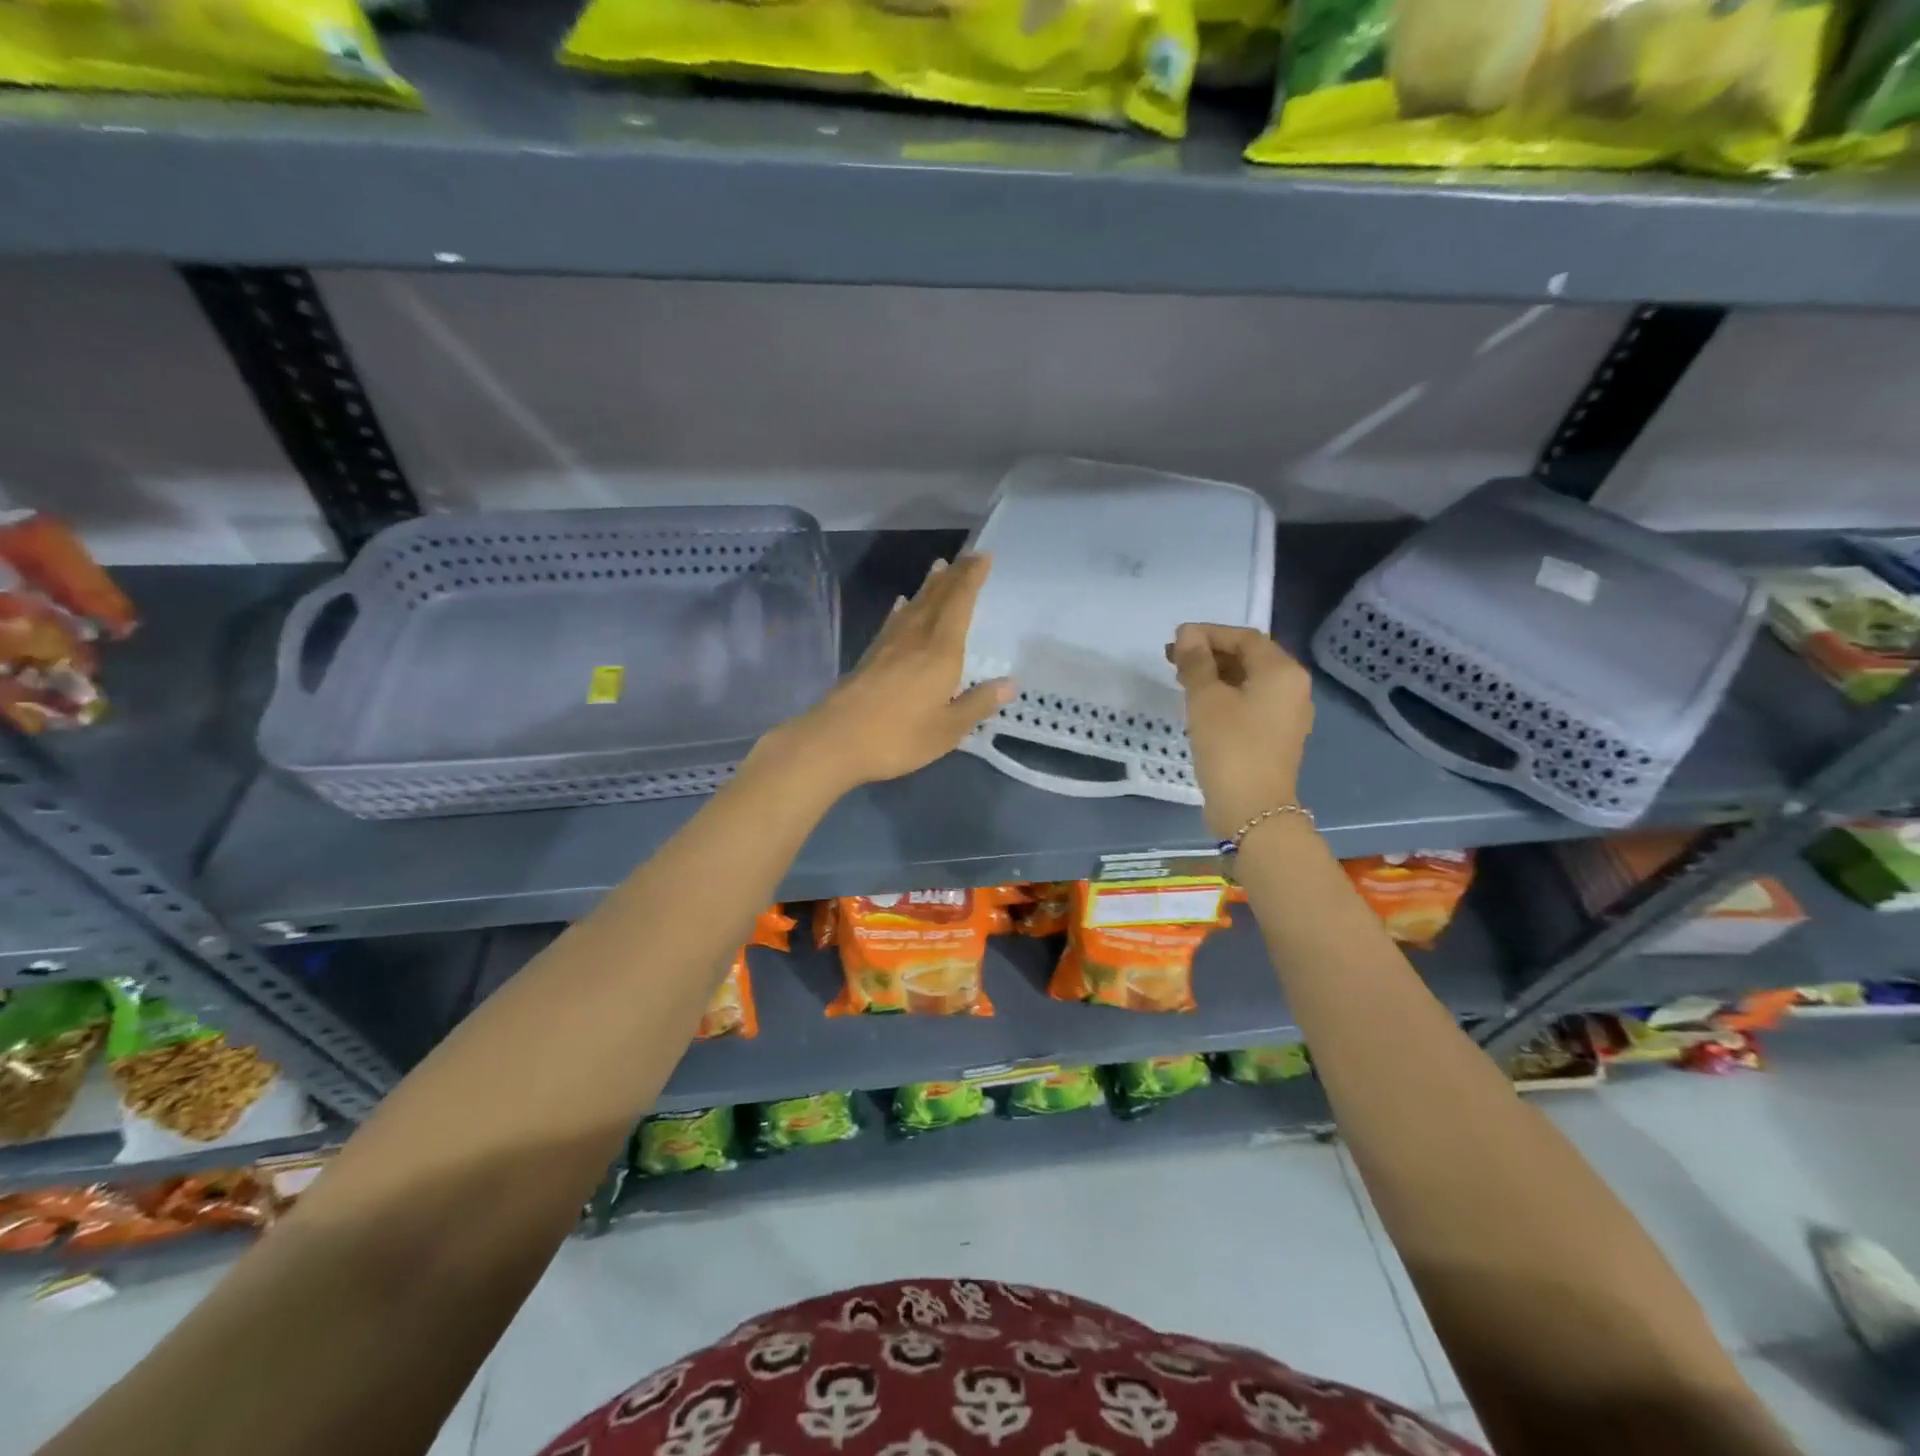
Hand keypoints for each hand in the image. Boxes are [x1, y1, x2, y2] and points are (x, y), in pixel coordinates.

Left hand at [766, 554, 1011, 792]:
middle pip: (937, 599)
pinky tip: (902, 605)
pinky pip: (893, 622)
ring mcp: (889, 646)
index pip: (960, 605)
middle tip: (969, 555)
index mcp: (940, 652)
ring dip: (929, 586)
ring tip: (939, 568)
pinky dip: (902, 609)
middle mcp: (915, 639)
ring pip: (914, 606)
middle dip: (955, 576)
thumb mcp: (948, 729)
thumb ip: (978, 703)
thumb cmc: (898, 737)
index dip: (972, 579)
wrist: (836, 741)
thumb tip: (1010, 683)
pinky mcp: (870, 657)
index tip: (984, 557)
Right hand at [1167, 623, 1314, 838]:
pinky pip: (1251, 703)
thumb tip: (1187, 635)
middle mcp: (1292, 688)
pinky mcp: (1276, 736)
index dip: (1209, 634)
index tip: (1176, 639)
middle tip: (1173, 658)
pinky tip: (1200, 704)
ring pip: (1249, 681)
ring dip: (1216, 675)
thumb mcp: (1206, 699)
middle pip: (1250, 657)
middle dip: (1211, 653)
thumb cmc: (1230, 746)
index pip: (1244, 637)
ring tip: (1181, 679)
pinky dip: (1226, 696)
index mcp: (1282, 672)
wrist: (1252, 809)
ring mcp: (1287, 714)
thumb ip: (1196, 662)